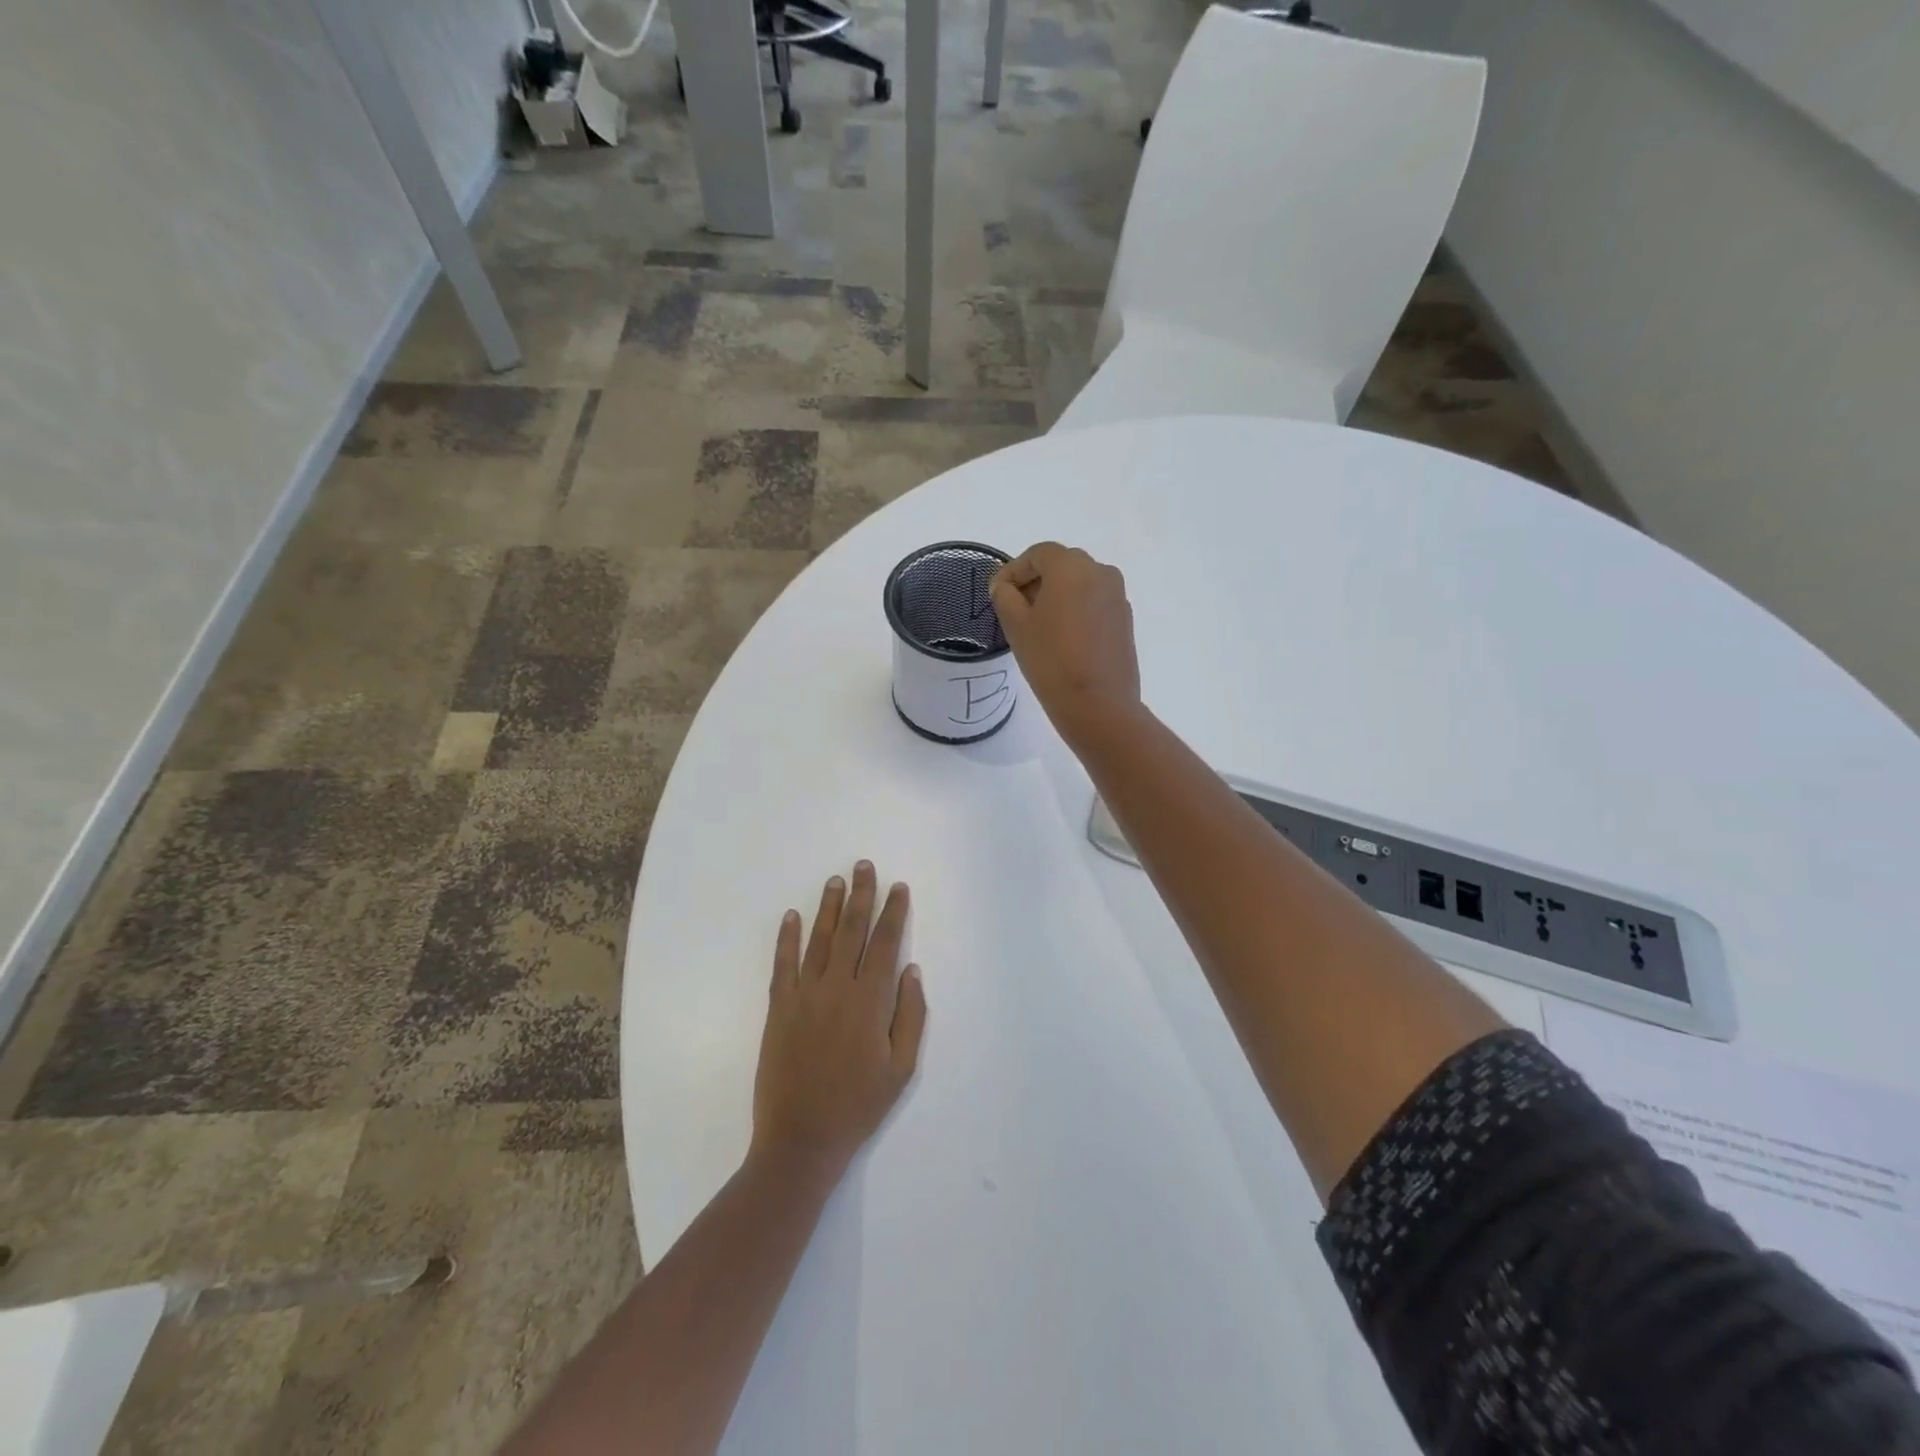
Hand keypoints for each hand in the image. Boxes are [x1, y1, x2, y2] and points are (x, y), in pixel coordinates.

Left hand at [751, 862, 927, 1182]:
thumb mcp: (901, 1068)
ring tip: (836, 880)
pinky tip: (791, 916)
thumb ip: (910, 1016)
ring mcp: (804, 995)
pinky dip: (787, 938)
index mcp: (870, 1001)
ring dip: (829, 907)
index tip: (898, 887)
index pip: (885, 944)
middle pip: (852, 931)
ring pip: (819, 940)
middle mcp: (837, 988)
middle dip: (861, 895)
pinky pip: (783, 964)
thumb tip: (912, 970)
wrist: (801, 1139)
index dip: (893, 912)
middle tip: (863, 865)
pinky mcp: (778, 1008)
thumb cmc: (858, 1106)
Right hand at [990, 542, 1141, 745]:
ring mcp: (1117, 596)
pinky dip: (1075, 611)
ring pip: (1079, 584)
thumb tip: (1005, 585)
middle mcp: (1100, 571)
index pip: (1037, 554)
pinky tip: (1062, 639)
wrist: (1098, 704)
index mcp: (1072, 566)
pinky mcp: (1124, 620)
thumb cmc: (1051, 660)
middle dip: (1035, 582)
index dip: (1014, 570)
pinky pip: (1093, 603)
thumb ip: (1004, 595)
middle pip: (1061, 565)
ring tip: (1037, 627)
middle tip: (1014, 610)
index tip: (997, 594)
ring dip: (1056, 596)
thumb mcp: (1016, 625)